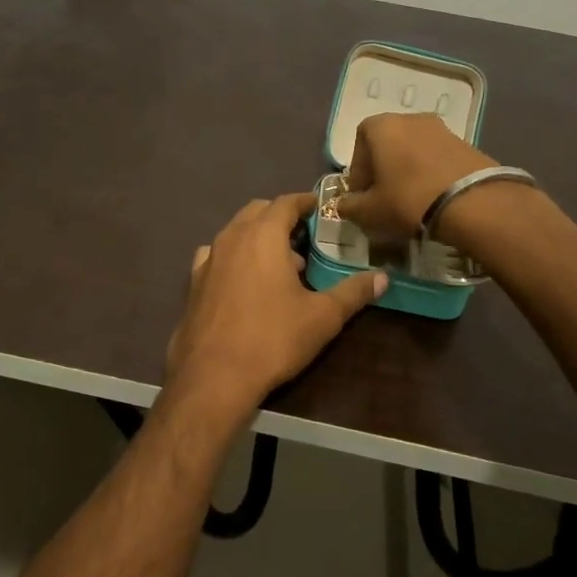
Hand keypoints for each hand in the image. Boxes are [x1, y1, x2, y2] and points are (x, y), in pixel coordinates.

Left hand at [163, 193, 386, 426]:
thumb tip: (383, 277)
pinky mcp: (193, 281)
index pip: (285, 202)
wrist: (214, 374)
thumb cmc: (273, 338)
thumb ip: (353, 292)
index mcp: (263, 235)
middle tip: (305, 236)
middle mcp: (232, 237)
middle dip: (281, 217)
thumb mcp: (323, 317)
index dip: (305, 201)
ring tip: (280, 263)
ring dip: (258, 237)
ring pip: (235, 232)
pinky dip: (235, 256)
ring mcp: (208, 258)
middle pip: (258, 211)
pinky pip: (217, 255)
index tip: (321, 207)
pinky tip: (244, 280)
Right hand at [336, 113, 496, 241]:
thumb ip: (350, 207)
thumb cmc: (407, 199)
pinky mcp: (466, 143)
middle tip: (384, 198)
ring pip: (413, 150)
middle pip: (388, 144)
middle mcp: (410, 118)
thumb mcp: (369, 211)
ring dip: (407, 171)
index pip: (359, 144)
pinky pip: (437, 157)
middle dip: (383, 169)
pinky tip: (433, 197)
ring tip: (411, 200)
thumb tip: (344, 205)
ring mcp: (442, 128)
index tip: (363, 196)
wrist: (472, 203)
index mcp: (382, 126)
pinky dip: (430, 173)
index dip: (358, 172)